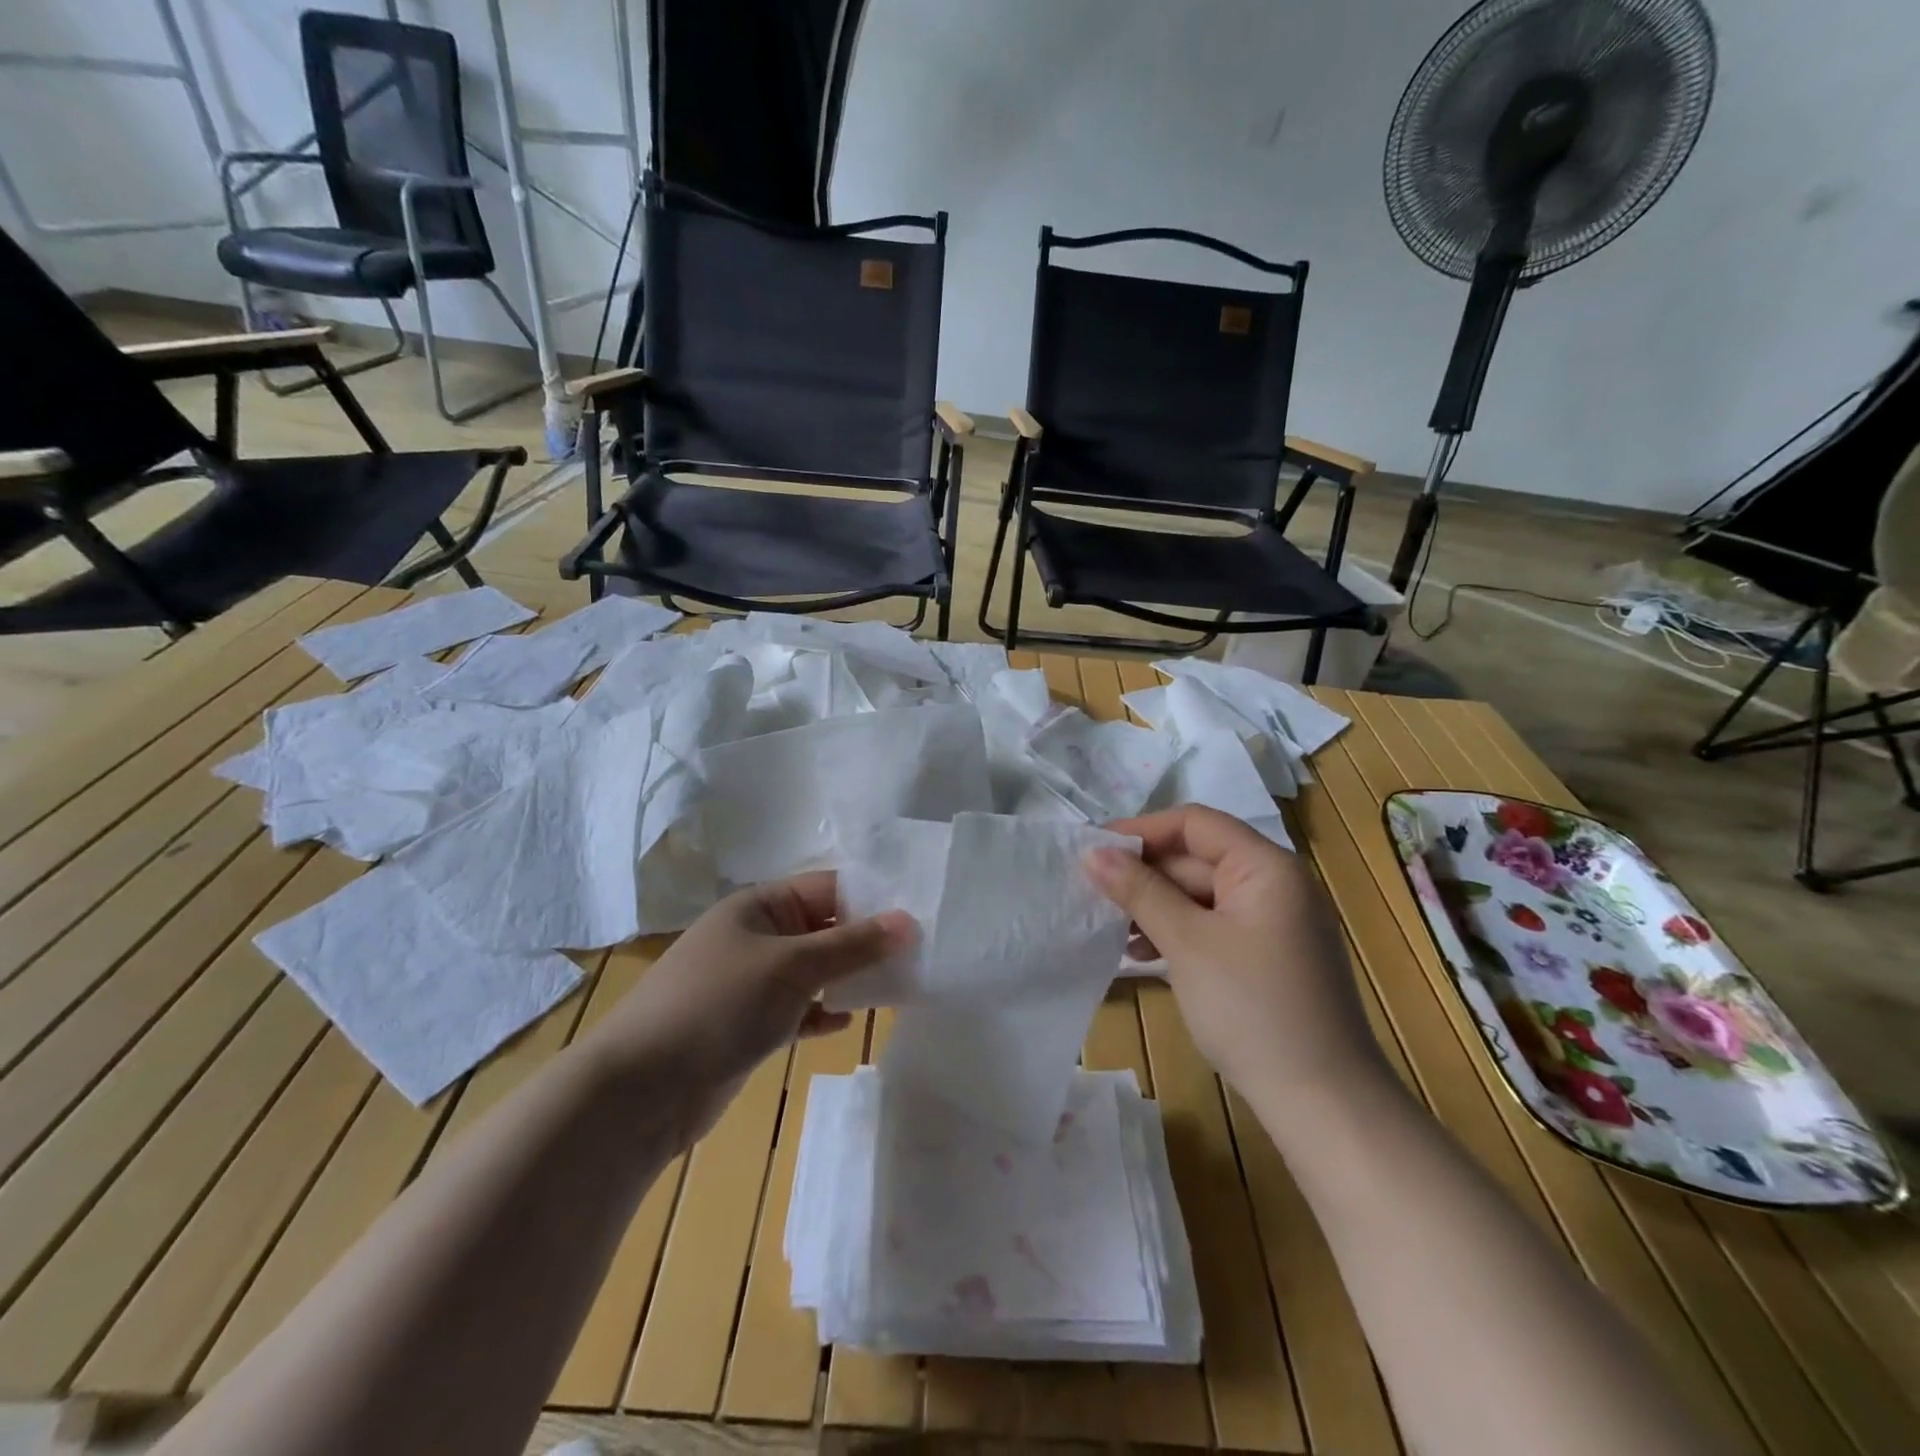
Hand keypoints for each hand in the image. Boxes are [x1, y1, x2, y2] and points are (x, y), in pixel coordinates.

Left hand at [580, 872, 913, 1144]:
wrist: (641, 1090)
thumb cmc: (718, 1005)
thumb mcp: (792, 966)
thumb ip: (853, 945)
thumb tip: (910, 922)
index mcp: (759, 906)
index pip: (828, 889)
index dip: (873, 899)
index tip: (919, 915)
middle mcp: (756, 937)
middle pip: (824, 929)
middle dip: (866, 942)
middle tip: (919, 955)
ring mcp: (751, 982)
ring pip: (813, 971)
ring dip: (848, 978)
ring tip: (897, 987)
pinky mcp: (748, 1024)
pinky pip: (797, 1009)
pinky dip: (821, 1012)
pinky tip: (845, 1023)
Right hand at [1086, 806, 1384, 1106]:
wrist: (1322, 1103)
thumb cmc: (1253, 1008)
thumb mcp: (1187, 943)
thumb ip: (1140, 891)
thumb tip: (1092, 853)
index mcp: (1266, 867)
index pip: (1195, 824)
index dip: (1142, 830)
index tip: (1093, 850)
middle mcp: (1274, 884)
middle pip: (1197, 858)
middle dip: (1144, 875)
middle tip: (1093, 895)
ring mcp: (1272, 923)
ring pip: (1200, 895)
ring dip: (1155, 906)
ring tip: (1115, 933)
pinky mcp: (1265, 956)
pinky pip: (1212, 925)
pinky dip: (1177, 932)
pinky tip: (1144, 956)